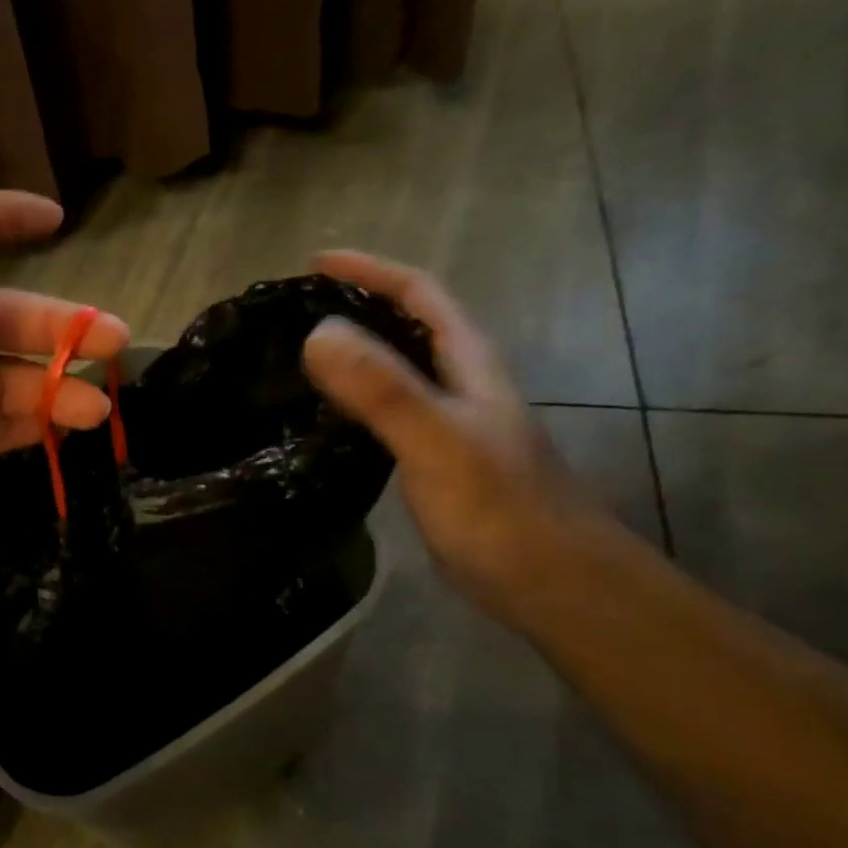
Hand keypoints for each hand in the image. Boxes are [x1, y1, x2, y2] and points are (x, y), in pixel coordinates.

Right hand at [301, 251, 605, 620]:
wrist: (553, 584)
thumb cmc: (501, 510)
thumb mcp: (438, 441)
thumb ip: (383, 388)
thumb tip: (317, 332)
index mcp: (468, 364)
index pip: (420, 294)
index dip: (371, 271)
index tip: (315, 263)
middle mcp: (460, 385)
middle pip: (408, 326)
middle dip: (356, 305)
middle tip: (294, 310)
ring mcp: (449, 425)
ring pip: (396, 370)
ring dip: (353, 353)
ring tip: (296, 356)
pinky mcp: (435, 462)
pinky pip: (386, 413)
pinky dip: (353, 401)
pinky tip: (324, 419)